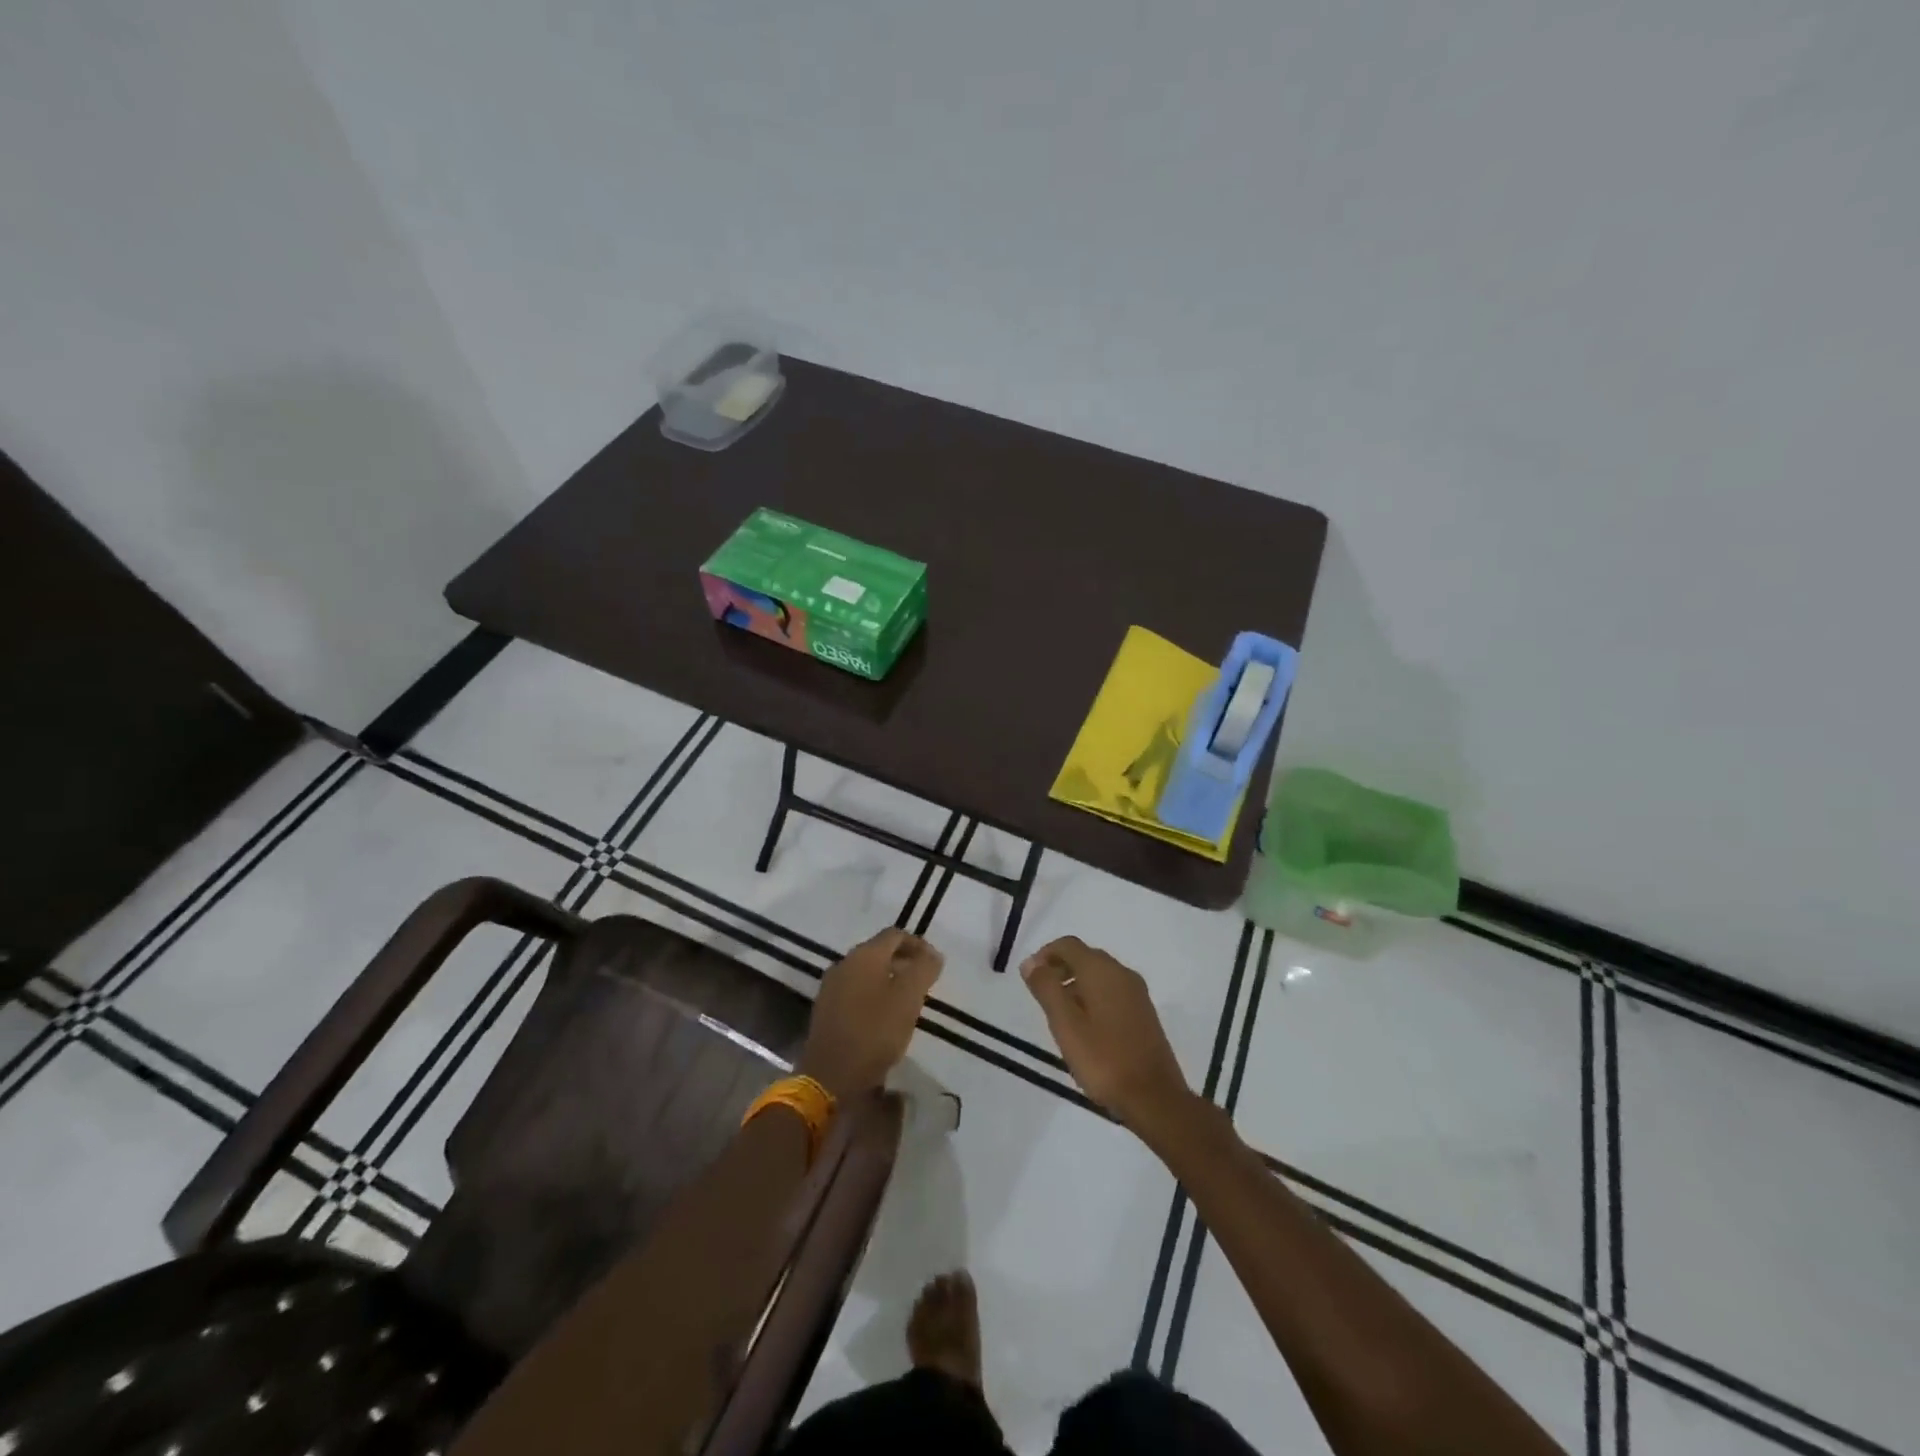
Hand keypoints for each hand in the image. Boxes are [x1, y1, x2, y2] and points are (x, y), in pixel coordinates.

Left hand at [798, 928, 943, 1099]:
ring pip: (867, 972)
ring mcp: (831, 986)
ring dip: (889, 979)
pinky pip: (855, 990)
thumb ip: (924, 970)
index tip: (935, 965)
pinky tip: (883, 1017)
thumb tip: (933, 954)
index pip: (895, 935)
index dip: (919, 945)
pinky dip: (873, 994)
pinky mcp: (825, 1009)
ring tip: (907, 1001)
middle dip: (904, 962)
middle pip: (880, 951)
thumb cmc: (874, 1032)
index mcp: (864, 955)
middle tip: (924, 983)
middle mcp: (844, 963)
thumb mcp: (908, 999)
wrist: (829, 1076)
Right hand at [1021, 937, 1191, 1128]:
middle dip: (1060, 969)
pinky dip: (1093, 997)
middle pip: (1085, 956)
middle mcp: (1122, 973)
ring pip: (1099, 975)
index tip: (1030, 978)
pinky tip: (1086, 1027)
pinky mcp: (1144, 1013)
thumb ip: (1046, 988)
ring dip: (1076, 984)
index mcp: (1102, 970)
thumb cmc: (1103, 1059)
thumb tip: (1030, 962)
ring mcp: (1137, 993)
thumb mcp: (1065, 1024)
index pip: (1068, 945)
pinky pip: (1112, 991)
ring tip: (1060, 1015)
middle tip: (1042, 997)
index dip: (1045, 954)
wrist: (1154, 1098)